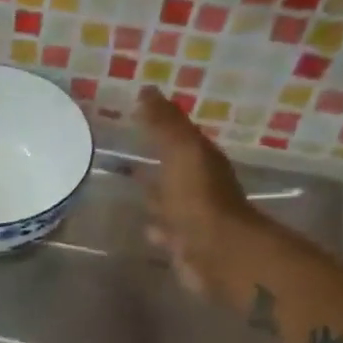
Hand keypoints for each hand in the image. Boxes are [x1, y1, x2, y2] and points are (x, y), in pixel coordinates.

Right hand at [137, 86, 260, 299]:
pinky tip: (143, 226)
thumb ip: (164, 124)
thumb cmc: (198, 199)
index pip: (179, 136)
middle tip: (126, 154)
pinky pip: (166, 230)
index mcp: (201, 160)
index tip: (134, 114)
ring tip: (129, 190)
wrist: (216, 253)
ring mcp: (192, 218)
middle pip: (174, 169)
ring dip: (154, 195)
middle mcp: (200, 186)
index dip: (160, 124)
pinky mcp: (184, 245)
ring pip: (169, 201)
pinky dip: (155, 226)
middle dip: (156, 161)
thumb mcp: (181, 152)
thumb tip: (147, 90)